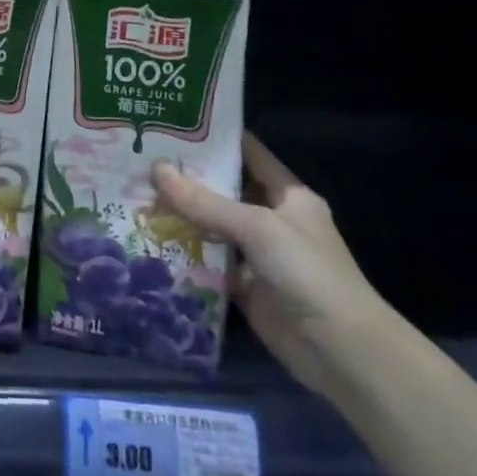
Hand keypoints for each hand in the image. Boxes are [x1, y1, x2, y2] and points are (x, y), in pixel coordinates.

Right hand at [151, 133, 395, 398]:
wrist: (340, 350)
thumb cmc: (307, 272)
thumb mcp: (256, 227)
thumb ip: (205, 202)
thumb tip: (156, 170)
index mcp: (288, 196)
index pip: (249, 155)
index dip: (216, 139)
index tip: (174, 125)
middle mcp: (273, 220)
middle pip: (225, 192)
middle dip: (187, 179)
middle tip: (141, 160)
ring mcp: (258, 255)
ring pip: (213, 227)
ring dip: (181, 217)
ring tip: (136, 195)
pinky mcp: (245, 287)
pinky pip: (209, 263)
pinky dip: (185, 255)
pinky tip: (150, 240)